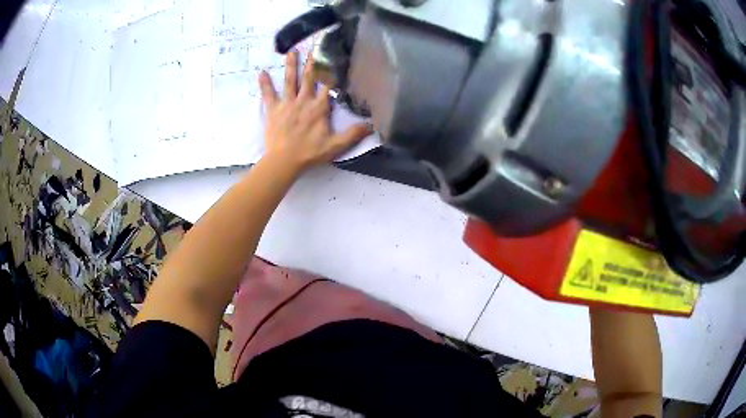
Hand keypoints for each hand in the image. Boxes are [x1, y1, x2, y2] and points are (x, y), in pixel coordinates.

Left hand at [258, 50, 371, 173]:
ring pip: (290, 80)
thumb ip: (354, 134)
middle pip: (310, 77)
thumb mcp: (336, 145)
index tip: (336, 57)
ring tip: (292, 51)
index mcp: (319, 107)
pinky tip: (261, 72)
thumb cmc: (310, 153)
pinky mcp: (273, 109)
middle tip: (314, 47)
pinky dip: (265, 83)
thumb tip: (372, 125)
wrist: (284, 161)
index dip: (333, 71)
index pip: (328, 85)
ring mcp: (287, 103)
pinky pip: (268, 93)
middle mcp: (304, 100)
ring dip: (291, 65)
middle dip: (313, 62)